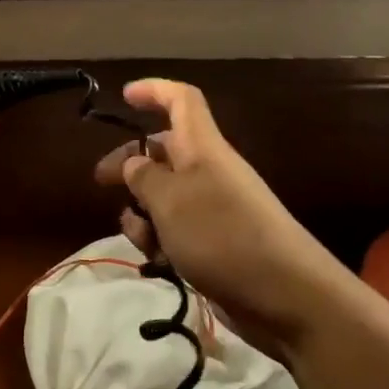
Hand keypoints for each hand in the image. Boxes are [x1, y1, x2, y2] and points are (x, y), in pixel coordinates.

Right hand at [93, 78, 341, 357]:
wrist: (287, 298)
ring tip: (140, 233)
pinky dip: (160, 240)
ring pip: (164, 197)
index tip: (124, 97)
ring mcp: (213, 210)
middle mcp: (208, 171)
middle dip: (130, 165)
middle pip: (163, 152)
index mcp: (202, 147)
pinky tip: (157, 260)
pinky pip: (176, 231)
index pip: (181, 100)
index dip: (154, 91)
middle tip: (101, 181)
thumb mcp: (169, 200)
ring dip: (142, 212)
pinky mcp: (214, 245)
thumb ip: (143, 177)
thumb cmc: (222, 235)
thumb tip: (134, 164)